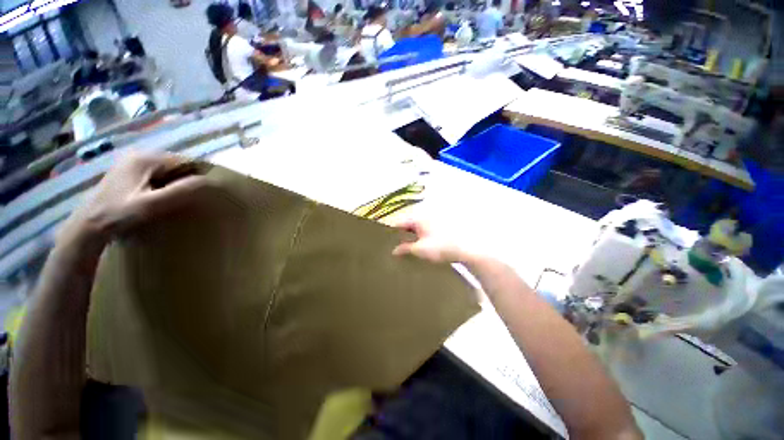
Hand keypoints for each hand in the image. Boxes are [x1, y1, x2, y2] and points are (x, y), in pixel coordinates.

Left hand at [66, 152, 207, 241]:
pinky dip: (166, 185)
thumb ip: (181, 192)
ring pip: (168, 171)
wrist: (87, 227)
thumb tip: (211, 182)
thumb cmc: (117, 215)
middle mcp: (139, 155)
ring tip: (180, 200)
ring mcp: (132, 163)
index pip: (185, 161)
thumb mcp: (151, 205)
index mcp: (145, 159)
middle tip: (194, 198)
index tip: (207, 193)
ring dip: (177, 184)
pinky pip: (157, 175)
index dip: (199, 175)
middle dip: (188, 180)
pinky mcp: (129, 173)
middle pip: (177, 165)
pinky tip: (163, 198)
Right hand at [391, 219, 468, 263]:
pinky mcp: (442, 226)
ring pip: (418, 227)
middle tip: (395, 245)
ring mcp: (435, 221)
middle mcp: (426, 216)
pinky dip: (421, 236)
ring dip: (412, 235)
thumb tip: (394, 251)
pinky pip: (426, 230)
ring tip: (406, 247)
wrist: (466, 249)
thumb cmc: (440, 247)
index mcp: (418, 218)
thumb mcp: (420, 250)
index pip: (400, 223)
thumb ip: (405, 249)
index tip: (385, 240)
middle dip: (401, 234)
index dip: (391, 231)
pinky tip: (420, 245)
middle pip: (409, 224)